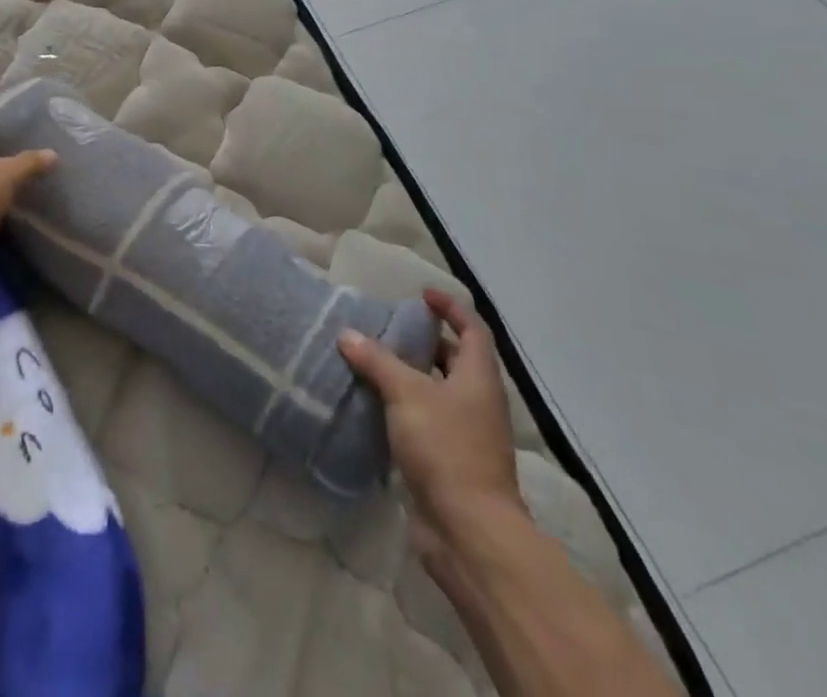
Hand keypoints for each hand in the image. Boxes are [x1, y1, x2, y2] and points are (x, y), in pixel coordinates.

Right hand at [339, 289, 524, 566]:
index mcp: (478, 378)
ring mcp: (467, 435)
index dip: (450, 308)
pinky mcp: (450, 463)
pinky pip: (427, 422)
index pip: (472, 330)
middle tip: (390, 329)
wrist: (468, 531)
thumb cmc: (446, 448)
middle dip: (427, 343)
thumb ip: (376, 361)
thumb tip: (347, 334)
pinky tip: (375, 407)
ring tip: (374, 363)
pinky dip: (405, 409)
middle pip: (457, 361)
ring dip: (412, 377)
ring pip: (439, 393)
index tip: (422, 295)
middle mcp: (478, 402)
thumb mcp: (406, 393)